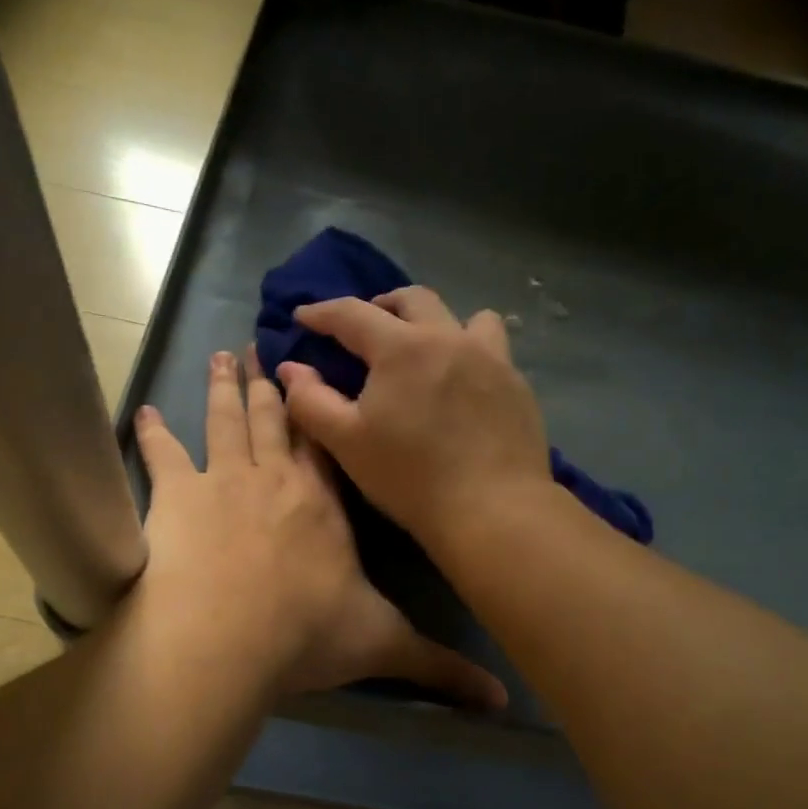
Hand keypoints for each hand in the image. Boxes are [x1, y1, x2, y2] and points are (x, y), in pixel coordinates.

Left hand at [133, 347, 505, 707]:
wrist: (227, 640)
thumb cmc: (306, 635)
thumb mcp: (383, 646)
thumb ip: (440, 666)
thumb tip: (504, 699)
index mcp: (324, 503)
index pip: (326, 445)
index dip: (320, 410)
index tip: (313, 377)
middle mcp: (276, 479)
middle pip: (274, 420)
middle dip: (269, 384)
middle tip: (258, 347)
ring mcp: (223, 482)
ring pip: (226, 422)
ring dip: (222, 390)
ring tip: (220, 356)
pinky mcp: (176, 498)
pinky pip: (163, 456)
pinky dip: (152, 434)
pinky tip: (143, 412)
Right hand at [277, 287, 551, 549]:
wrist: (492, 509)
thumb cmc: (411, 478)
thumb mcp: (347, 443)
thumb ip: (311, 401)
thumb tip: (290, 368)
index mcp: (402, 348)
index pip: (353, 313)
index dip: (322, 312)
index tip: (304, 316)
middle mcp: (449, 338)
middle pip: (413, 299)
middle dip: (382, 305)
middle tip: (366, 328)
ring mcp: (491, 358)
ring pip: (465, 316)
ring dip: (437, 322)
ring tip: (426, 347)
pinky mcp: (517, 383)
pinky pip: (493, 348)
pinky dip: (470, 351)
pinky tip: (463, 384)